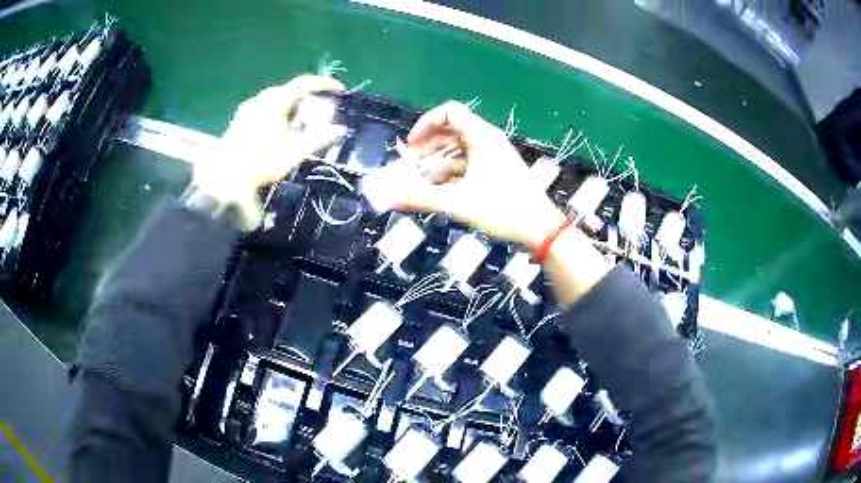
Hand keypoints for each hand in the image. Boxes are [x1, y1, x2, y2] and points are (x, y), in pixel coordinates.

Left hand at [192, 75, 345, 229]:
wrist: (225, 177)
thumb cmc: (261, 163)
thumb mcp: (293, 152)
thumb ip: (317, 139)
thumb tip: (340, 129)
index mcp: (275, 102)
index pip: (304, 83)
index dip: (324, 83)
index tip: (339, 90)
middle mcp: (261, 99)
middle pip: (289, 90)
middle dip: (307, 96)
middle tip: (320, 109)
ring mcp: (248, 108)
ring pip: (276, 98)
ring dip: (291, 104)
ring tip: (300, 122)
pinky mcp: (240, 119)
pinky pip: (264, 106)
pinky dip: (277, 111)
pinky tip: (278, 129)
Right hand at [395, 101, 565, 249]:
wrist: (541, 230)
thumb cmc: (503, 210)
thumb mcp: (458, 203)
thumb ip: (421, 198)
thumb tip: (388, 197)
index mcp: (482, 137)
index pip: (449, 112)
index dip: (426, 123)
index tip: (411, 146)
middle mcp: (488, 141)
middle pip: (452, 130)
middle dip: (429, 145)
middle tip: (411, 163)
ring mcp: (494, 157)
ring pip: (459, 151)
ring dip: (438, 163)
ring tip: (422, 184)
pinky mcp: (498, 172)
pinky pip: (469, 165)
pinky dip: (452, 174)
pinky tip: (440, 192)